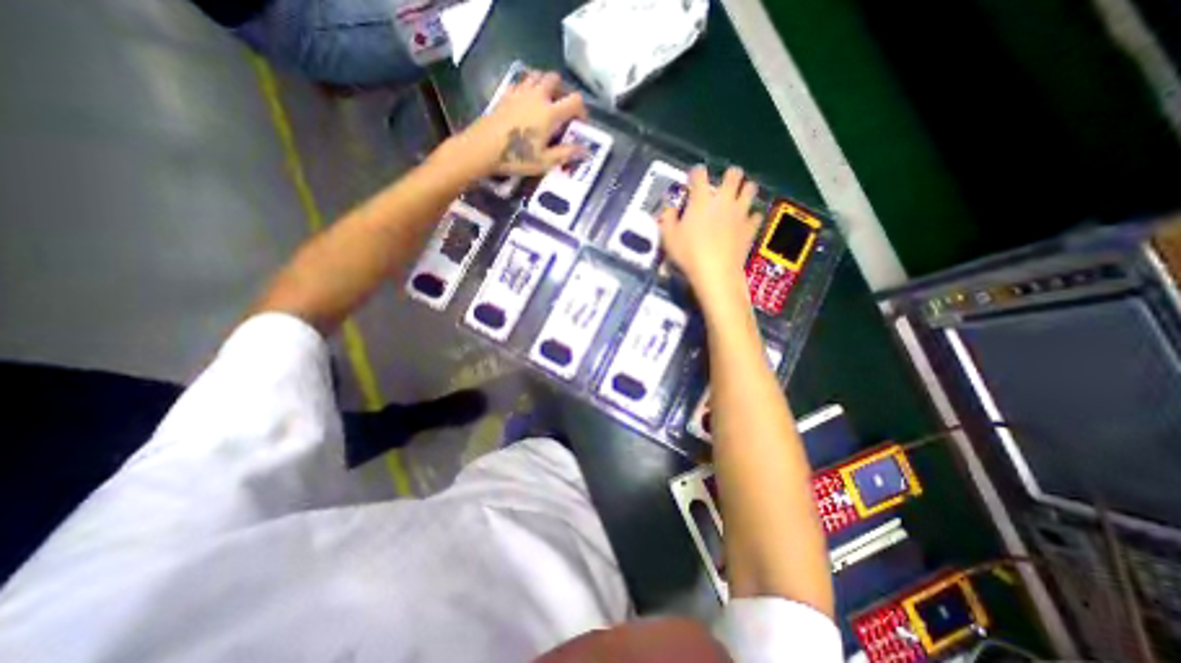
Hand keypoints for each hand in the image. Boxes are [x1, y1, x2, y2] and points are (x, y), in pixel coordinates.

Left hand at [453, 69, 587, 177]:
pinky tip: (527, 102)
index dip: (582, 110)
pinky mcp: (507, 94)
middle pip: (555, 79)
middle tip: (562, 108)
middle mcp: (537, 96)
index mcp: (550, 113)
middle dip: (563, 91)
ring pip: (538, 76)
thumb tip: (586, 151)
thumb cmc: (517, 157)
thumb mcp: (545, 161)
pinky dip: (529, 87)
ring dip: (546, 85)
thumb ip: (567, 153)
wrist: (484, 148)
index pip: (575, 101)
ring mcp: (520, 92)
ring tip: (546, 102)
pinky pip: (522, 82)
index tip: (581, 122)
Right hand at [661, 163, 761, 300]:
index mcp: (701, 199)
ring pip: (751, 189)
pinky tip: (744, 223)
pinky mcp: (750, 227)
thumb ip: (667, 218)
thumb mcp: (668, 237)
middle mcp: (723, 200)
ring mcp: (740, 212)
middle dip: (729, 176)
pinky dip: (751, 217)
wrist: (716, 272)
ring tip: (737, 200)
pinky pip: (755, 215)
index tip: (692, 179)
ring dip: (744, 191)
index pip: (699, 174)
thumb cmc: (689, 254)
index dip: (695, 173)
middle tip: (722, 186)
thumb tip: (668, 208)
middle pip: (733, 174)